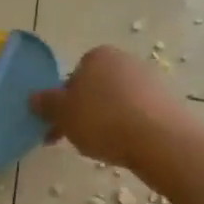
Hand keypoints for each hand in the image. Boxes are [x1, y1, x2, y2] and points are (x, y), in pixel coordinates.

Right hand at [31, 45, 189, 171]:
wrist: (161, 140)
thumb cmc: (103, 120)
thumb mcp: (63, 114)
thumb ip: (46, 104)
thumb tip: (33, 97)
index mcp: (98, 56)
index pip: (73, 76)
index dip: (63, 103)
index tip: (59, 126)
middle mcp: (126, 61)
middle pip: (96, 89)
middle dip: (85, 112)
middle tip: (77, 139)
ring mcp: (151, 80)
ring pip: (117, 103)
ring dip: (106, 121)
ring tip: (103, 147)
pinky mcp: (169, 102)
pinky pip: (139, 115)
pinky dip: (129, 128)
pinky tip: (126, 146)